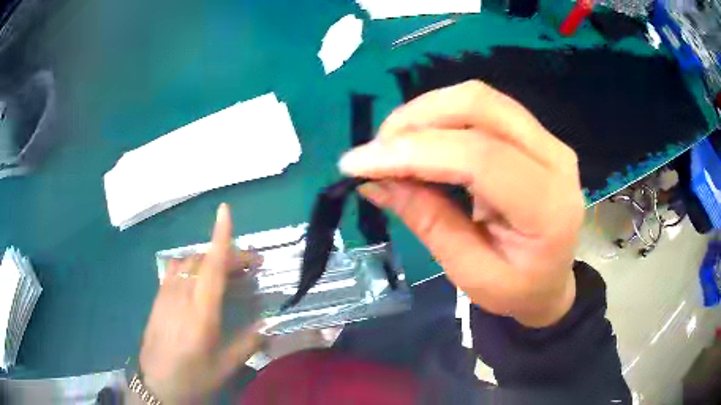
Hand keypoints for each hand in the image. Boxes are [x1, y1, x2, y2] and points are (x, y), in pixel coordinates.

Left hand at [139, 203, 262, 403]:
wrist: (156, 385)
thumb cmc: (192, 377)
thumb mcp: (224, 367)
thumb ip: (247, 343)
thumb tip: (268, 327)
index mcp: (201, 312)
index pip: (212, 267)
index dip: (220, 237)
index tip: (225, 210)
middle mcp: (181, 295)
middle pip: (204, 260)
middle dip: (229, 254)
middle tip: (252, 265)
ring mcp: (166, 294)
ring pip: (188, 261)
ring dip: (209, 259)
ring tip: (226, 270)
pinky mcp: (158, 298)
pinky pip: (174, 269)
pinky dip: (191, 264)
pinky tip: (197, 278)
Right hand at [339, 81, 584, 327]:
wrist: (551, 281)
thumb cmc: (516, 290)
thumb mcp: (469, 273)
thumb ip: (428, 221)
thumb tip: (374, 181)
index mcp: (549, 208)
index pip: (480, 158)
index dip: (414, 152)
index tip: (358, 164)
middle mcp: (555, 159)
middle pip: (480, 106)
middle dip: (417, 118)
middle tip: (377, 150)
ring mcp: (547, 140)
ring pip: (479, 98)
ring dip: (426, 112)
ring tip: (393, 145)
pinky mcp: (534, 133)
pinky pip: (483, 107)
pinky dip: (442, 116)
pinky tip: (420, 140)